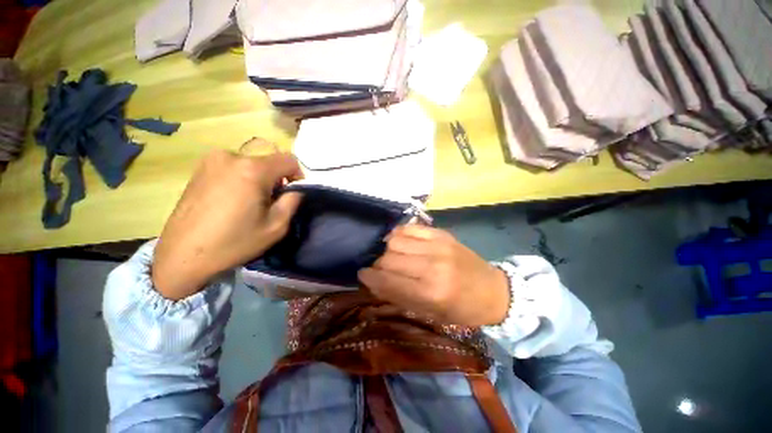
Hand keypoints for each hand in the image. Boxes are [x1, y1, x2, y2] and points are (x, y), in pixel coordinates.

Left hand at [152, 148, 302, 299]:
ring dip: (259, 179)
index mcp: (253, 169)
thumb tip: (295, 189)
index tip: (292, 193)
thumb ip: (292, 201)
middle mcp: (231, 156)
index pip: (289, 160)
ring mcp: (211, 160)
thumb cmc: (234, 242)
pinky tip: (232, 201)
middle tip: (270, 203)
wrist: (182, 255)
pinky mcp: (199, 169)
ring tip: (249, 203)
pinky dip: (241, 179)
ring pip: (251, 164)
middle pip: (269, 161)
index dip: (298, 175)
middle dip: (276, 180)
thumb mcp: (276, 226)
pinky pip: (233, 167)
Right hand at [358, 225, 509, 326]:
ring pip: (396, 240)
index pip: (388, 281)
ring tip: (389, 254)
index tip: (362, 274)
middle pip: (389, 258)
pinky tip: (398, 240)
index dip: (369, 277)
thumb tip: (373, 282)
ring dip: (386, 248)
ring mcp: (437, 246)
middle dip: (377, 264)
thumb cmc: (462, 309)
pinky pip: (410, 228)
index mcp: (430, 293)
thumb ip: (399, 296)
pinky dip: (399, 234)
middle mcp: (432, 266)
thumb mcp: (430, 314)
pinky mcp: (442, 234)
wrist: (493, 290)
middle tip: (378, 268)